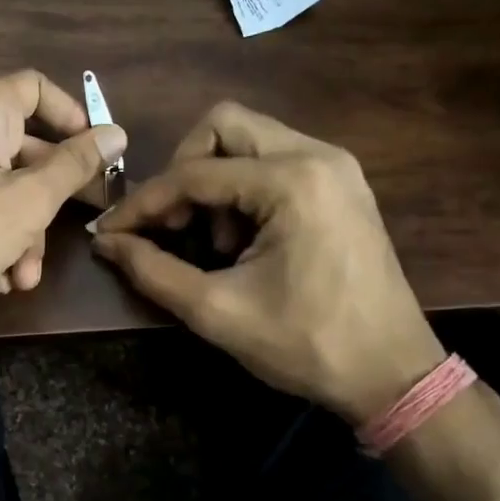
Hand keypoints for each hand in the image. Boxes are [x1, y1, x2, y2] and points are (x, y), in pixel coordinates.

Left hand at [0, 70, 126, 339]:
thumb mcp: (26, 201)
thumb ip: (74, 166)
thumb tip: (116, 132)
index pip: (37, 87)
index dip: (72, 115)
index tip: (98, 153)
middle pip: (27, 149)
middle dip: (52, 197)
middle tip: (81, 225)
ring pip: (6, 191)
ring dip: (25, 235)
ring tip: (25, 277)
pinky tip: (0, 282)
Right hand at [91, 102, 442, 422]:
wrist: (394, 375)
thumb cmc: (307, 345)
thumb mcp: (218, 312)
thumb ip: (152, 270)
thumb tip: (106, 242)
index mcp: (292, 182)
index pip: (193, 174)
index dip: (143, 203)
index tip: (110, 232)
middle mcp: (317, 156)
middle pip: (223, 125)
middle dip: (183, 170)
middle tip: (173, 223)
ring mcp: (334, 166)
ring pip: (247, 139)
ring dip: (213, 179)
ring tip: (214, 241)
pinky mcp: (339, 183)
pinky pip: (272, 160)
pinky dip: (242, 187)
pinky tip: (242, 237)